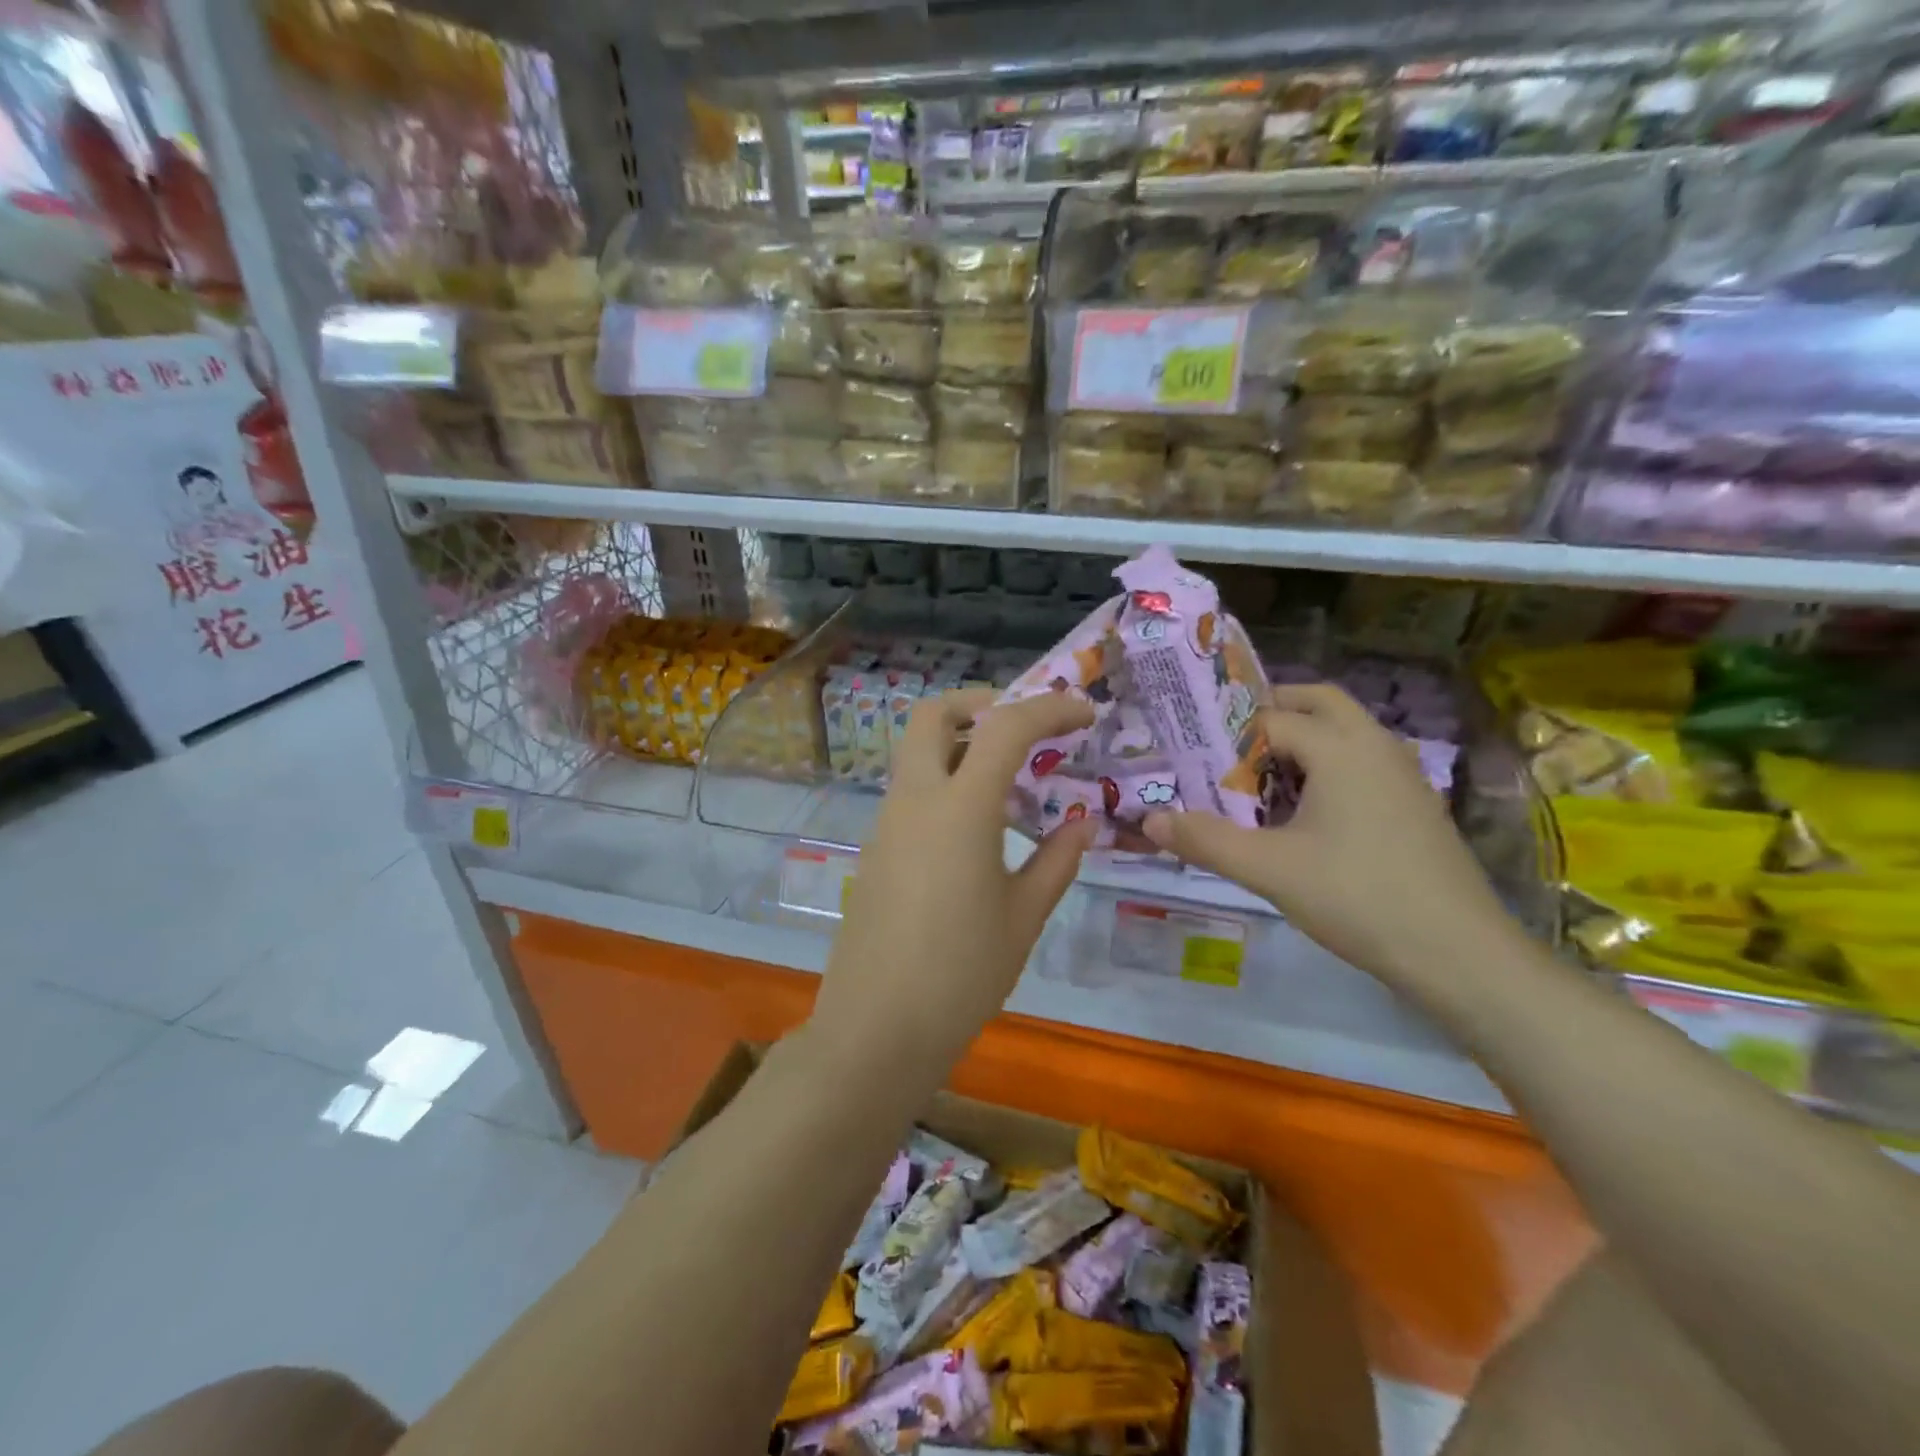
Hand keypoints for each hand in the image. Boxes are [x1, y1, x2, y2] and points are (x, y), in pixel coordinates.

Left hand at [813, 688, 1097, 1072]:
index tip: (1084, 712)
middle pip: (933, 715)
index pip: (1005, 727)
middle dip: (982, 704)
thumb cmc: (961, 974)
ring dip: (964, 747)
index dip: (1049, 708)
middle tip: (1025, 731)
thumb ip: (1056, 862)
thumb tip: (1082, 826)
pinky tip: (979, 831)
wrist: (876, 1030)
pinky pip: (913, 792)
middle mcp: (915, 800)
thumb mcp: (1023, 917)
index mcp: (959, 808)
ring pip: (919, 753)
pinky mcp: (875, 849)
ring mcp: (887, 823)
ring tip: (1014, 788)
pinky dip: (947, 783)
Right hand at [1142, 684, 1513, 986]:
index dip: (1228, 736)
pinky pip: (1361, 762)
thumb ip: (1205, 840)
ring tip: (1257, 780)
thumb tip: (1150, 819)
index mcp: (1342, 747)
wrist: (1460, 955)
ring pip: (1344, 732)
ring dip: (1300, 741)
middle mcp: (1376, 745)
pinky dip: (1326, 767)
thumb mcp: (1269, 869)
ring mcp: (1402, 775)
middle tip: (1228, 747)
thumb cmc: (1359, 898)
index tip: (1193, 760)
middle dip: (1270, 714)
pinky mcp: (1414, 804)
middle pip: (1317, 702)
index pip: (1270, 718)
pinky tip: (1303, 815)